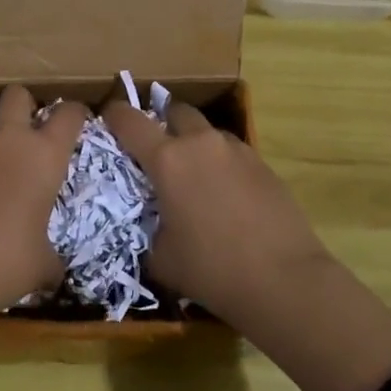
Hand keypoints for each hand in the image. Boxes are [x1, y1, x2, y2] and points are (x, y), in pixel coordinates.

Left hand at [0, 84, 88, 316]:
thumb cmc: (7, 262)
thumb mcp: (43, 265)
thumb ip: (52, 257)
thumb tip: (54, 271)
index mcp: (43, 156)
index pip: (68, 115)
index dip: (77, 113)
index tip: (82, 122)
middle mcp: (8, 145)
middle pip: (16, 96)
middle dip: (26, 104)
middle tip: (35, 129)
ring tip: (4, 176)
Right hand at [105, 94, 390, 390]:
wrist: (284, 280)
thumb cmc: (212, 269)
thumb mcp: (161, 257)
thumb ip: (147, 229)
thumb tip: (151, 225)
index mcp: (168, 159)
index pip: (130, 120)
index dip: (113, 115)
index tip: (106, 119)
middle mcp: (201, 143)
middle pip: (175, 110)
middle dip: (162, 123)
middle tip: (155, 150)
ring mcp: (237, 150)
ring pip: (207, 131)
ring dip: (194, 143)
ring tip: (193, 176)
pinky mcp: (263, 165)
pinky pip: (232, 152)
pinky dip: (220, 162)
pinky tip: (223, 194)